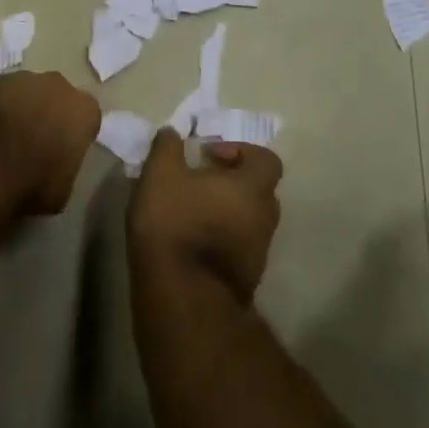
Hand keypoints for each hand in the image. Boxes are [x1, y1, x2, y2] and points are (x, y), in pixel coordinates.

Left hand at [0, 71, 99, 216]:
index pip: (87, 116)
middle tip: (35, 140)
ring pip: (25, 91)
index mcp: (82, 110)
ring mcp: (19, 79)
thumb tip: (54, 165)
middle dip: (49, 112)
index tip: (64, 150)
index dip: (75, 133)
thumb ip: (65, 166)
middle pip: (57, 95)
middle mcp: (55, 85)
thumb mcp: (63, 189)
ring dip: (20, 107)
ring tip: (4, 137)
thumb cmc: (31, 183)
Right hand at [127, 130, 282, 303]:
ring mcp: (259, 253)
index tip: (210, 155)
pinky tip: (192, 240)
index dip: (241, 151)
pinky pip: (239, 246)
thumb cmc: (175, 222)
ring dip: (227, 211)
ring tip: (192, 210)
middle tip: (200, 180)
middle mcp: (265, 218)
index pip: (267, 160)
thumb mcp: (161, 173)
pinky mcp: (246, 278)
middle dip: (233, 181)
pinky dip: (222, 237)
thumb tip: (172, 132)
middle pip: (259, 190)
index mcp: (253, 188)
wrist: (182, 295)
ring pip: (249, 220)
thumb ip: (167, 146)